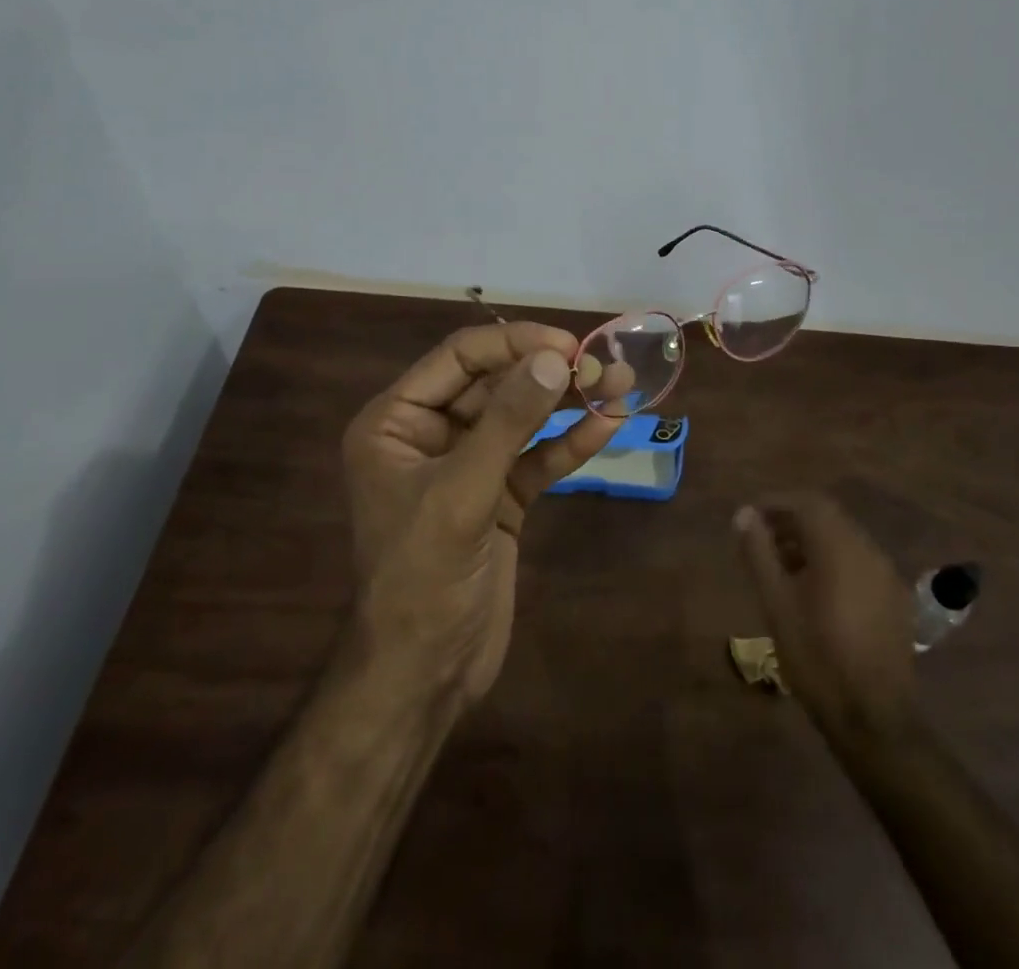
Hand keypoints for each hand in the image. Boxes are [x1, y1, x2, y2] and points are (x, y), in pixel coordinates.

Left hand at [342, 322, 621, 703]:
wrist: (426, 675)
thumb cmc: (422, 577)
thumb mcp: (461, 493)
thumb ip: (507, 422)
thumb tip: (555, 358)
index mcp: (396, 421)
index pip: (459, 358)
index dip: (513, 343)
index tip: (567, 344)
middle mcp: (430, 434)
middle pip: (496, 383)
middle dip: (549, 372)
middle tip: (604, 365)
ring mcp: (468, 466)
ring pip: (522, 418)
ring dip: (569, 403)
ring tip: (622, 384)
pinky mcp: (500, 497)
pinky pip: (537, 458)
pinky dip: (570, 444)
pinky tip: (608, 426)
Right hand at [734, 494, 922, 751]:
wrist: (873, 718)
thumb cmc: (817, 656)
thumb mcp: (776, 603)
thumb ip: (759, 552)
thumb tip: (744, 514)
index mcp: (839, 547)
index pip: (807, 502)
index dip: (776, 503)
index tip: (750, 517)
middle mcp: (868, 550)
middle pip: (827, 518)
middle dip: (792, 522)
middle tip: (761, 541)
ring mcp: (886, 575)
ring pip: (844, 540)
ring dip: (812, 542)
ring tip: (782, 568)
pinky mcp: (895, 599)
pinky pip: (859, 563)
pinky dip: (833, 562)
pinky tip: (815, 593)